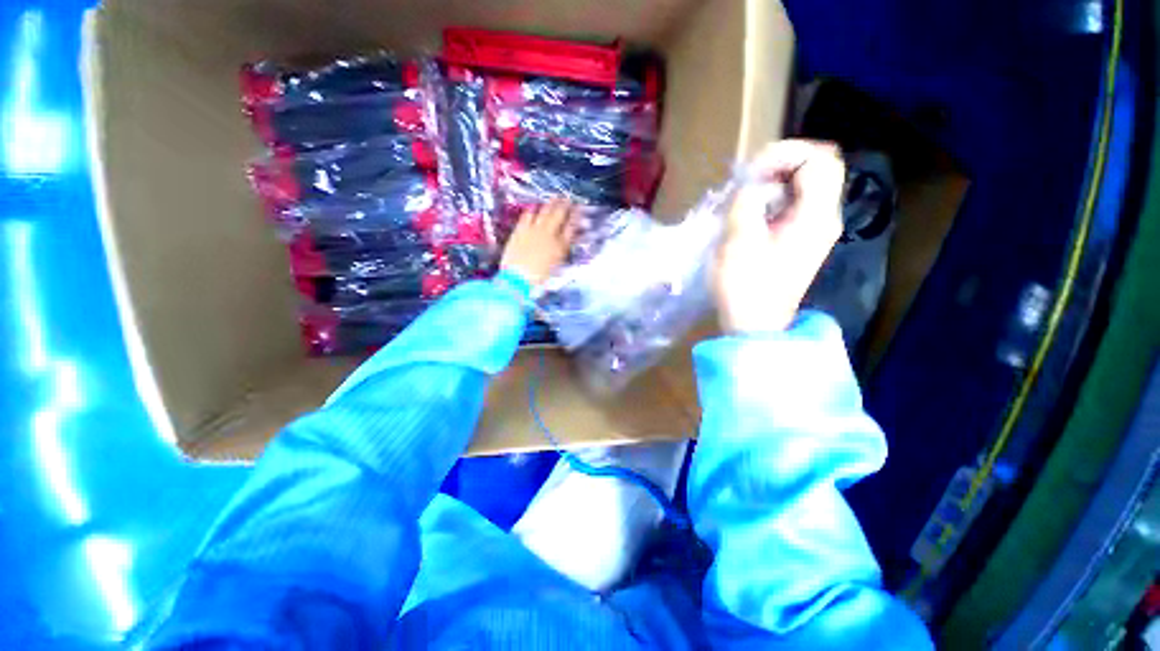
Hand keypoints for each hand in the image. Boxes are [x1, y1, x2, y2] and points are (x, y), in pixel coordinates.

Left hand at [500, 198, 578, 286]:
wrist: (518, 279)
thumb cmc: (540, 279)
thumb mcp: (556, 266)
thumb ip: (563, 251)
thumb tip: (569, 239)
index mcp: (560, 246)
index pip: (572, 227)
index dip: (576, 216)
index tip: (579, 208)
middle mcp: (549, 234)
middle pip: (559, 215)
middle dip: (566, 205)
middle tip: (569, 198)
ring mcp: (534, 230)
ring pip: (545, 212)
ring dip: (552, 203)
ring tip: (556, 197)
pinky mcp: (520, 230)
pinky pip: (528, 215)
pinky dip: (533, 209)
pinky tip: (535, 206)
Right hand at [713, 139, 845, 332]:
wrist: (755, 324)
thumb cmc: (745, 286)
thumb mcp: (738, 241)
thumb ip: (746, 201)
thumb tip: (751, 184)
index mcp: (816, 217)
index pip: (820, 160)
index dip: (786, 154)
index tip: (751, 172)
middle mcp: (824, 217)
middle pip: (816, 168)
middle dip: (780, 164)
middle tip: (747, 178)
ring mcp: (814, 229)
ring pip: (804, 184)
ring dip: (774, 180)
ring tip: (745, 193)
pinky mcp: (800, 238)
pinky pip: (794, 203)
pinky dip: (773, 197)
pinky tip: (751, 210)